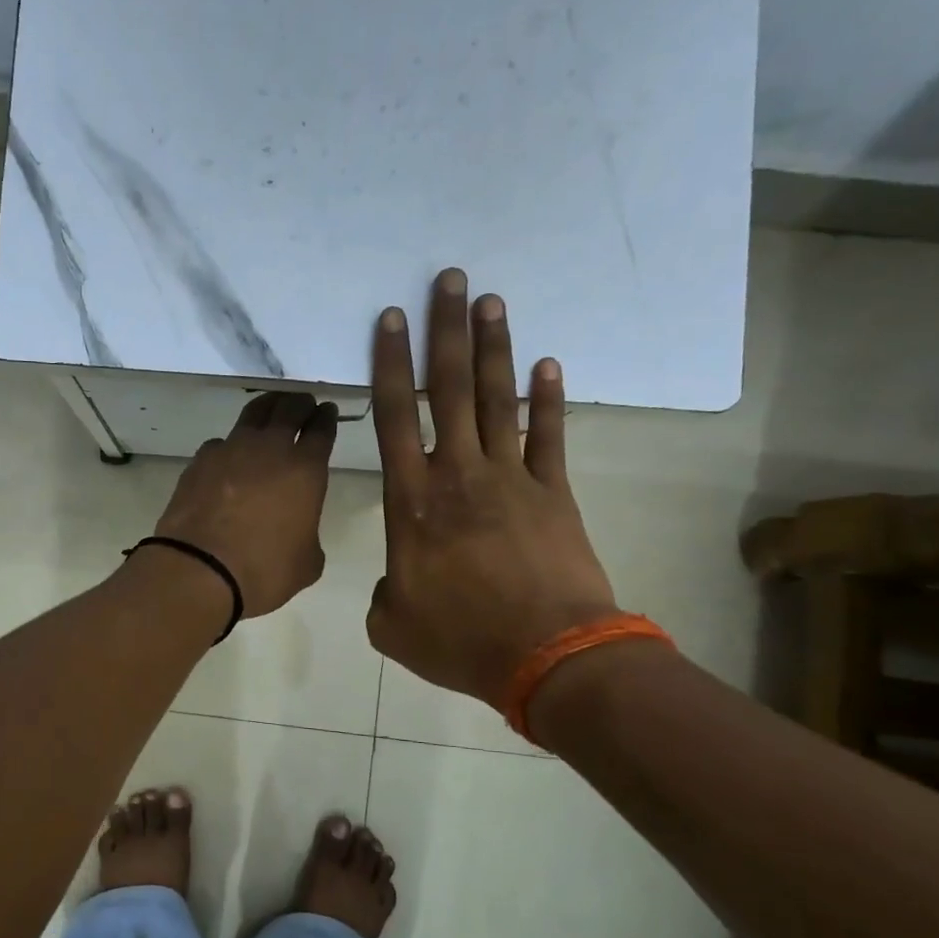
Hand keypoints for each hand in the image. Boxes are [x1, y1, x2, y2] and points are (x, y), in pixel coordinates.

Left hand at [153, 392, 337, 617]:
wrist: (199, 569)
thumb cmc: (263, 570)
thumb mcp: (307, 563)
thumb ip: (309, 537)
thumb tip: (298, 531)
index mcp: (306, 469)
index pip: (321, 430)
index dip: (327, 418)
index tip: (328, 412)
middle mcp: (270, 448)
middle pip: (290, 409)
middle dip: (301, 404)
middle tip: (304, 405)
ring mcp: (231, 449)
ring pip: (253, 413)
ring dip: (268, 407)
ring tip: (272, 409)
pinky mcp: (200, 460)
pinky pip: (221, 442)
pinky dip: (231, 444)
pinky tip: (230, 455)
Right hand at [367, 268, 617, 699]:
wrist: (548, 658)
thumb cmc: (460, 641)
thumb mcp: (392, 625)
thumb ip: (383, 592)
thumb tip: (397, 580)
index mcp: (412, 503)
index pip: (394, 418)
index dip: (390, 365)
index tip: (391, 319)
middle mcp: (459, 476)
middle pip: (449, 390)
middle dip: (446, 332)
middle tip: (449, 280)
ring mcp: (513, 480)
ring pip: (498, 400)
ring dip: (494, 348)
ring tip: (491, 301)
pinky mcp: (555, 494)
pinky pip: (550, 436)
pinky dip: (549, 399)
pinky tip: (548, 364)